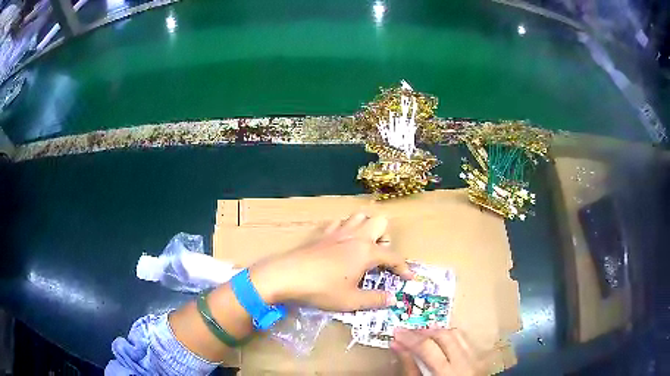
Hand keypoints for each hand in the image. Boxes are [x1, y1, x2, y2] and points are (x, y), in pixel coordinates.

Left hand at [249, 212, 413, 310]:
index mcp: (367, 252)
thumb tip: (392, 298)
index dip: (404, 268)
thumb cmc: (323, 289)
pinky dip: (345, 228)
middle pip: (379, 222)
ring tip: (362, 246)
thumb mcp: (351, 300)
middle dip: (385, 237)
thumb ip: (375, 299)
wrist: (288, 276)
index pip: (393, 256)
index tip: (410, 277)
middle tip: (378, 256)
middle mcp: (356, 236)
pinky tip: (340, 242)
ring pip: (359, 216)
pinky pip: (339, 222)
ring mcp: (338, 231)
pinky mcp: (322, 232)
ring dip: (366, 227)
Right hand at [392, 328, 483, 375]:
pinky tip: (438, 340)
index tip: (396, 333)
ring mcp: (475, 358)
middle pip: (444, 336)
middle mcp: (465, 362)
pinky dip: (449, 337)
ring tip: (420, 334)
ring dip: (436, 332)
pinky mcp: (478, 358)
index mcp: (448, 373)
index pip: (427, 347)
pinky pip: (464, 340)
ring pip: (456, 334)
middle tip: (406, 332)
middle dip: (423, 332)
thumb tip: (397, 345)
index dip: (410, 338)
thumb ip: (409, 367)